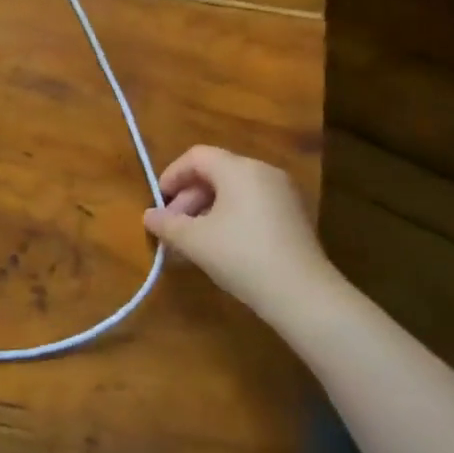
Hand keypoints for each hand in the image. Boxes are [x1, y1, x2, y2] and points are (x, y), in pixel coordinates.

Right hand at [142, 146, 341, 321]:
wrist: (304, 296)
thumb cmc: (242, 257)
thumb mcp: (195, 241)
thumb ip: (167, 224)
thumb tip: (149, 216)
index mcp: (239, 169)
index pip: (197, 156)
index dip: (172, 175)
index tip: (158, 202)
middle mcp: (263, 172)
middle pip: (216, 172)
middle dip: (188, 198)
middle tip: (173, 227)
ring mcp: (283, 193)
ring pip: (234, 191)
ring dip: (207, 210)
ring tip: (192, 241)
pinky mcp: (294, 216)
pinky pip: (252, 205)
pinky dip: (230, 217)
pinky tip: (220, 246)